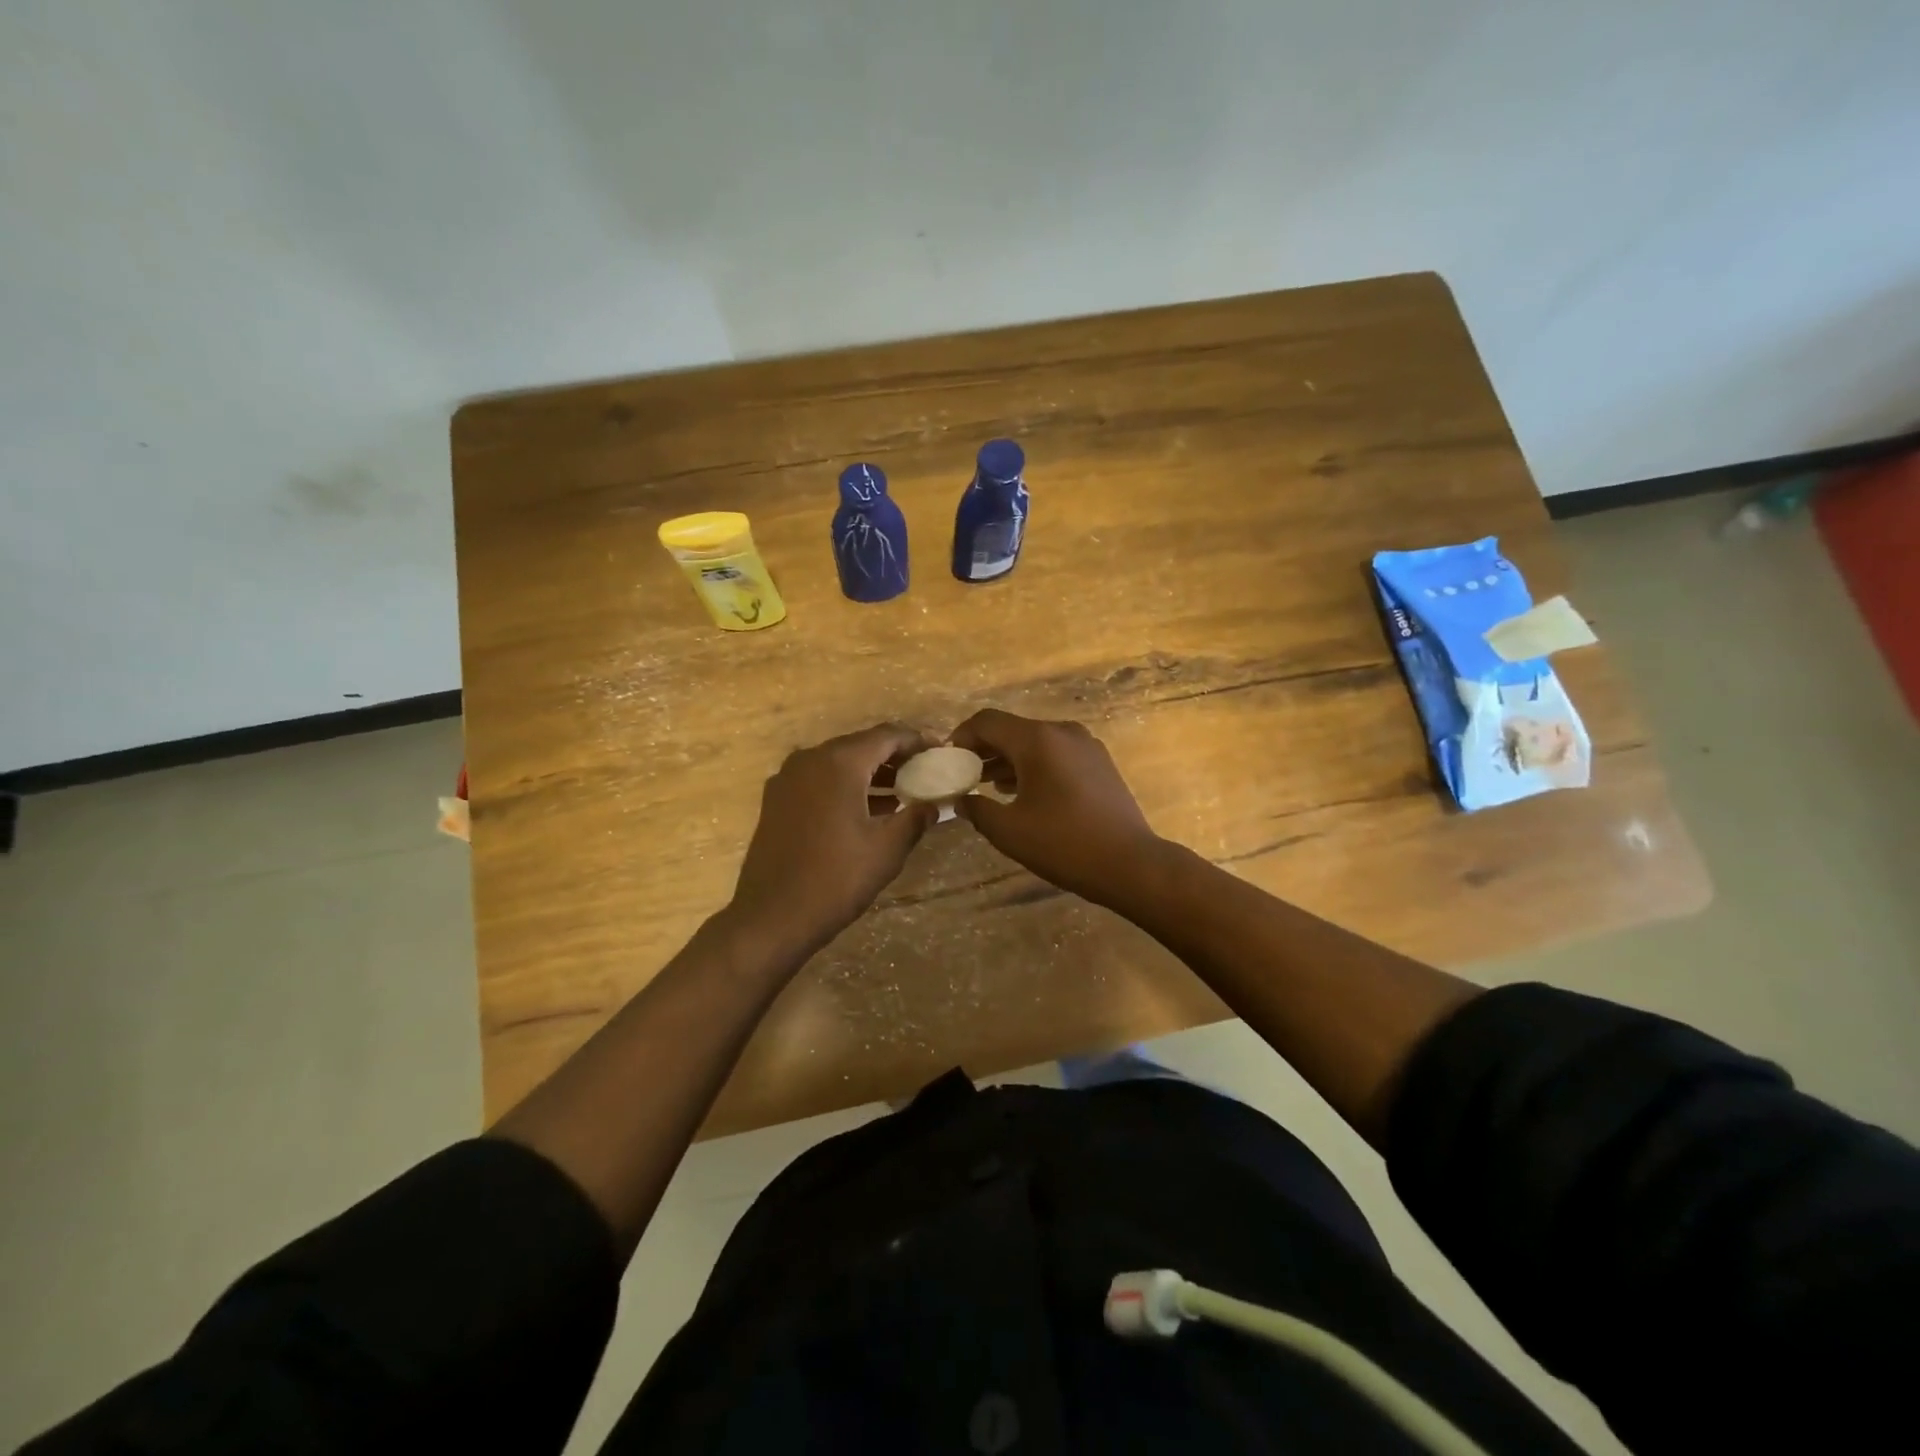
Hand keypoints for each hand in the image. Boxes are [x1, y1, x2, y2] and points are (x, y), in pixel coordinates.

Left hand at [726, 724, 937, 959]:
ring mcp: (788, 779)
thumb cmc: (836, 879)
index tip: (940, 751)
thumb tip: (934, 805)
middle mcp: (810, 759)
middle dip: (895, 756)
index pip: (887, 735)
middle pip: (861, 745)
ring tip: (902, 791)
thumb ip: (915, 818)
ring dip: (870, 772)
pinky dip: (846, 785)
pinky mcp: (776, 800)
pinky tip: (866, 808)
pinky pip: (819, 780)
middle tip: (925, 771)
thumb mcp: (887, 849)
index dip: (917, 741)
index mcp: (839, 763)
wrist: (772, 917)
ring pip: (838, 763)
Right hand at [949, 709, 1164, 907]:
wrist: (1131, 864)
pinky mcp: (1099, 762)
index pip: (987, 722)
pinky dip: (1033, 766)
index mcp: (1037, 740)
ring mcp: (1085, 745)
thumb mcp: (1009, 831)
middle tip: (963, 775)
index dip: (961, 737)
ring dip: (1008, 759)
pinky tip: (1021, 792)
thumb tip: (962, 799)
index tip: (946, 760)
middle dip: (984, 750)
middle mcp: (1062, 732)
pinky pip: (1055, 753)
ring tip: (987, 786)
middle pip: (1011, 729)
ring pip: (1035, 742)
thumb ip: (977, 809)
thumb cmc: (1064, 844)